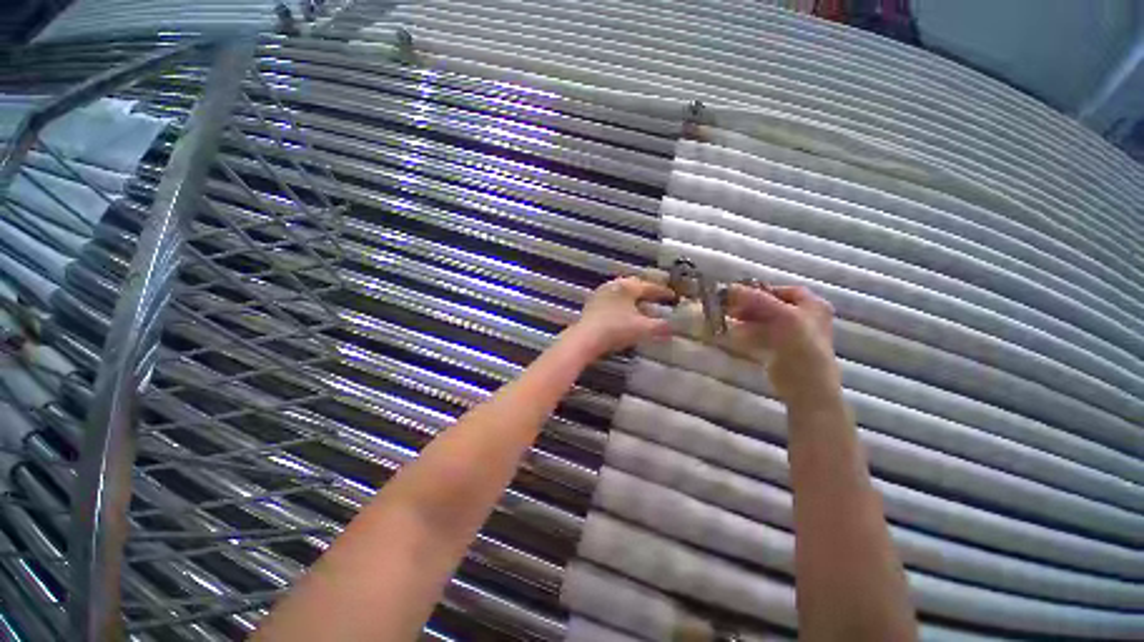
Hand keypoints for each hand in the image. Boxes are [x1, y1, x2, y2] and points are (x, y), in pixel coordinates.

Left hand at [569, 276, 675, 356]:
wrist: (585, 338)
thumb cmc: (616, 329)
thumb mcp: (643, 329)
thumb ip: (661, 326)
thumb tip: (674, 326)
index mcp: (627, 286)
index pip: (649, 287)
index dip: (662, 292)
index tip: (673, 296)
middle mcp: (613, 285)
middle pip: (634, 287)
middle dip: (647, 294)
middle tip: (658, 299)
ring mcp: (601, 294)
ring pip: (622, 294)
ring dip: (634, 301)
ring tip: (644, 309)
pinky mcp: (592, 305)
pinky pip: (613, 302)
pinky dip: (623, 306)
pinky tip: (626, 316)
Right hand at [723, 284, 839, 404]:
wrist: (806, 387)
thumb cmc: (801, 348)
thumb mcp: (783, 317)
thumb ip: (758, 300)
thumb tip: (730, 287)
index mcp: (813, 305)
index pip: (783, 290)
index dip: (761, 290)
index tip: (738, 294)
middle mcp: (804, 317)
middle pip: (771, 305)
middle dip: (749, 306)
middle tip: (729, 307)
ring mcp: (791, 334)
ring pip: (763, 320)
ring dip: (745, 318)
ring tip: (727, 319)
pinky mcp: (779, 348)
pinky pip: (760, 334)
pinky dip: (747, 332)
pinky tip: (734, 333)